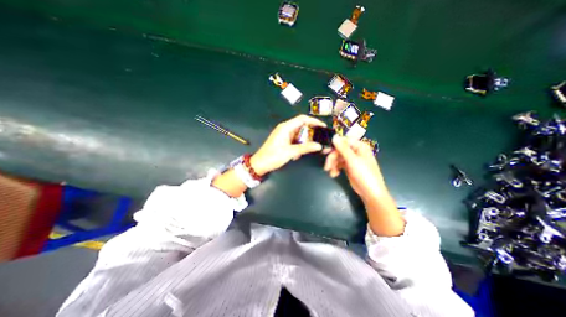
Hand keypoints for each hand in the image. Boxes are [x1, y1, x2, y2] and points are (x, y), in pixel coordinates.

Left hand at [252, 114, 326, 174]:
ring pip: (299, 134)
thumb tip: (318, 145)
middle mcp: (285, 129)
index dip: (313, 121)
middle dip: (310, 133)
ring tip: (309, 148)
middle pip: (301, 126)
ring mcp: (284, 135)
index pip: (302, 119)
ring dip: (304, 141)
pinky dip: (299, 145)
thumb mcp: (290, 152)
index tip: (322, 126)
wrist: (260, 164)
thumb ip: (305, 148)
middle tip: (319, 139)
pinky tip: (298, 154)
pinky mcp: (284, 141)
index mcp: (285, 127)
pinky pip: (295, 140)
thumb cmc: (272, 156)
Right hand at [325, 135, 391, 201]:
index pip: (344, 141)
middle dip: (332, 158)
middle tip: (326, 166)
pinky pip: (338, 164)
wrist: (370, 192)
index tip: (325, 151)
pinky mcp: (348, 167)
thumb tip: (334, 136)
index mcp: (359, 146)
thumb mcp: (352, 160)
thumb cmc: (364, 174)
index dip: (334, 145)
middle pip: (339, 150)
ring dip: (332, 164)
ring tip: (330, 172)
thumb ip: (342, 148)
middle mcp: (355, 151)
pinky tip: (334, 174)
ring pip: (337, 157)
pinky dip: (335, 168)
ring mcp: (351, 159)